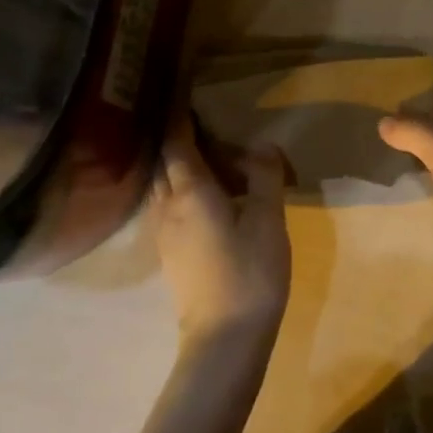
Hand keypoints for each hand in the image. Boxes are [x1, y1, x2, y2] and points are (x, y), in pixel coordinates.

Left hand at [153, 115, 290, 353]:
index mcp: (191, 192)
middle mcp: (167, 206)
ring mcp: (163, 232)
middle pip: (164, 162)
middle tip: (202, 124)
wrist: (224, 338)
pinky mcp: (169, 253)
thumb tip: (261, 144)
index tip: (183, 94)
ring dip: (178, 166)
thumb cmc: (250, 273)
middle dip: (178, 140)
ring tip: (205, 156)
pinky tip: (204, 196)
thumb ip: (265, 177)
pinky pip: (167, 206)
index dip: (179, 118)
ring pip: (163, 186)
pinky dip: (181, 189)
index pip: (176, 143)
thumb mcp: (269, 220)